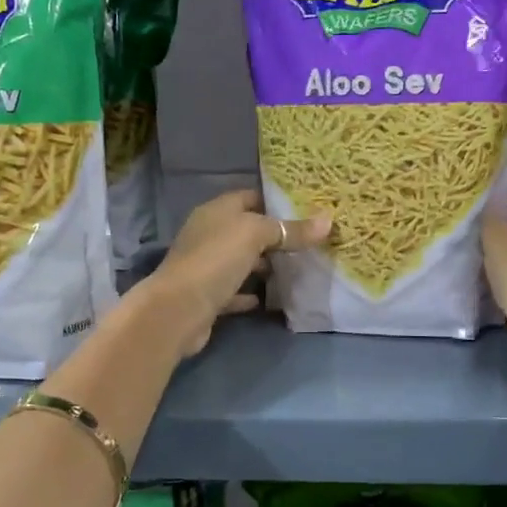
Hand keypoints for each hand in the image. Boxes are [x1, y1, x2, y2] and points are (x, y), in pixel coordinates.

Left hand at [138, 190, 330, 356]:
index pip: (250, 197)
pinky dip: (251, 293)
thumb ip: (290, 229)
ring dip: (265, 265)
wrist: (179, 309)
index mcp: (217, 211)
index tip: (307, 209)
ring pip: (242, 260)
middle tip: (310, 242)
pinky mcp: (209, 295)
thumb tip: (328, 221)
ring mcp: (207, 266)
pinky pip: (236, 290)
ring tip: (298, 269)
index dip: (276, 201)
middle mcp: (209, 234)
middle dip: (275, 236)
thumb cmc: (216, 259)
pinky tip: (272, 298)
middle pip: (247, 230)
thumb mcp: (256, 236)